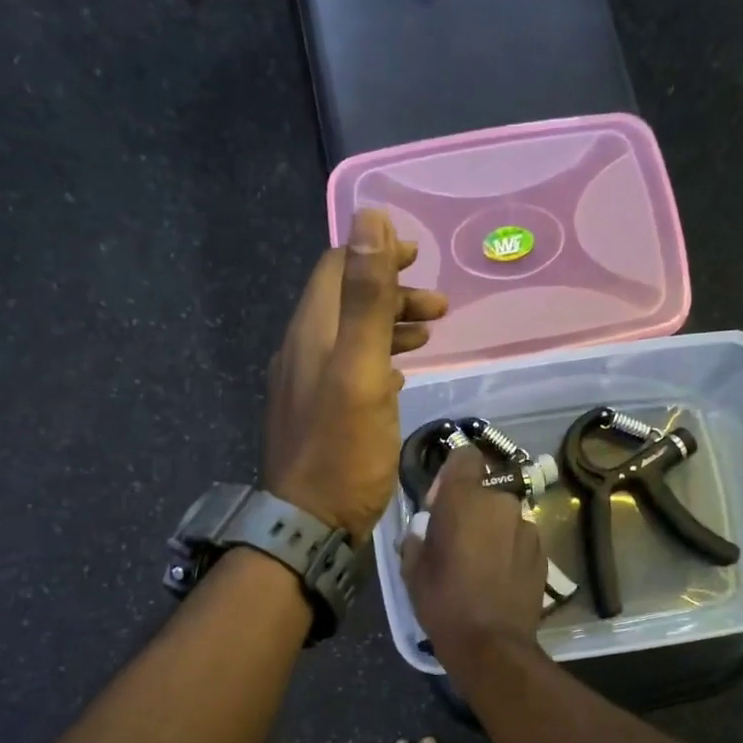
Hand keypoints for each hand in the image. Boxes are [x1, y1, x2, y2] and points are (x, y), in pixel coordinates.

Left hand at [265, 209, 446, 538]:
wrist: (310, 524)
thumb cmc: (343, 450)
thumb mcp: (360, 369)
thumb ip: (365, 298)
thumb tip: (368, 218)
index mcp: (311, 333)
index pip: (336, 268)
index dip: (376, 254)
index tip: (419, 257)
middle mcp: (303, 351)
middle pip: (346, 302)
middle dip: (392, 293)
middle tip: (439, 306)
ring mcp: (308, 385)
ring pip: (351, 337)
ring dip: (390, 327)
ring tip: (431, 334)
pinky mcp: (319, 414)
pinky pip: (350, 369)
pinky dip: (379, 359)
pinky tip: (402, 376)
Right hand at [402, 445, 547, 668]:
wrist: (492, 644)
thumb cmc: (444, 602)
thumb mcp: (413, 569)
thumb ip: (417, 538)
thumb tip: (424, 531)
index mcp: (464, 499)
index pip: (465, 456)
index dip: (452, 474)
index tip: (441, 503)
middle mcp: (500, 503)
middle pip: (484, 492)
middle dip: (471, 510)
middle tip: (456, 543)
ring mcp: (527, 527)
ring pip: (503, 517)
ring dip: (492, 531)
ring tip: (480, 566)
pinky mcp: (543, 552)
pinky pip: (520, 539)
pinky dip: (510, 550)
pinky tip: (499, 579)